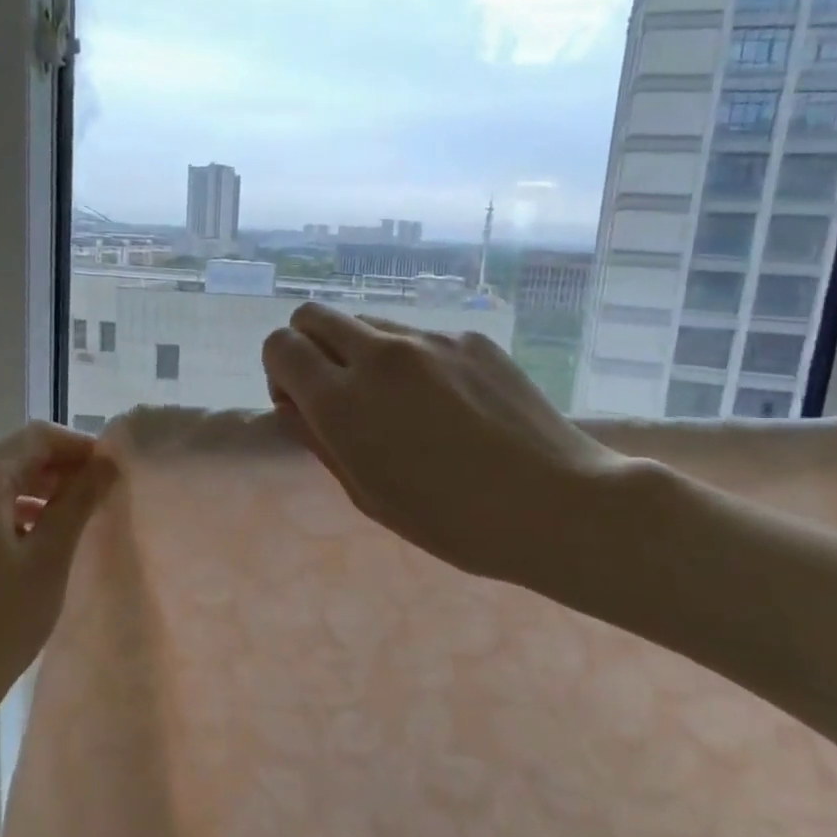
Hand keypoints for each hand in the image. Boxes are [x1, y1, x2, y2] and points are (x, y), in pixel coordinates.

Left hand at [0, 421, 117, 744]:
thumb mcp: (49, 559)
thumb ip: (79, 502)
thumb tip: (109, 463)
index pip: (39, 437)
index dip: (82, 447)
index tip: (118, 473)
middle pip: (17, 456)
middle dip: (64, 469)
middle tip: (107, 496)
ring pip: (1, 483)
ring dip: (43, 491)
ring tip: (82, 517)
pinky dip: (18, 512)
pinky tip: (44, 538)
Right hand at [262, 303, 631, 586]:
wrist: (556, 504)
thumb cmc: (452, 522)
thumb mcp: (367, 494)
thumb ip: (321, 439)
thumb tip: (297, 403)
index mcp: (344, 400)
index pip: (280, 345)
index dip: (280, 372)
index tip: (303, 404)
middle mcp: (380, 354)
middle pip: (312, 315)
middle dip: (309, 345)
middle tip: (336, 391)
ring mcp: (430, 339)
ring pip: (366, 321)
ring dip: (359, 351)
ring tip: (397, 401)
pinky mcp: (470, 337)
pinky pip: (417, 335)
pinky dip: (410, 359)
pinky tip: (447, 403)